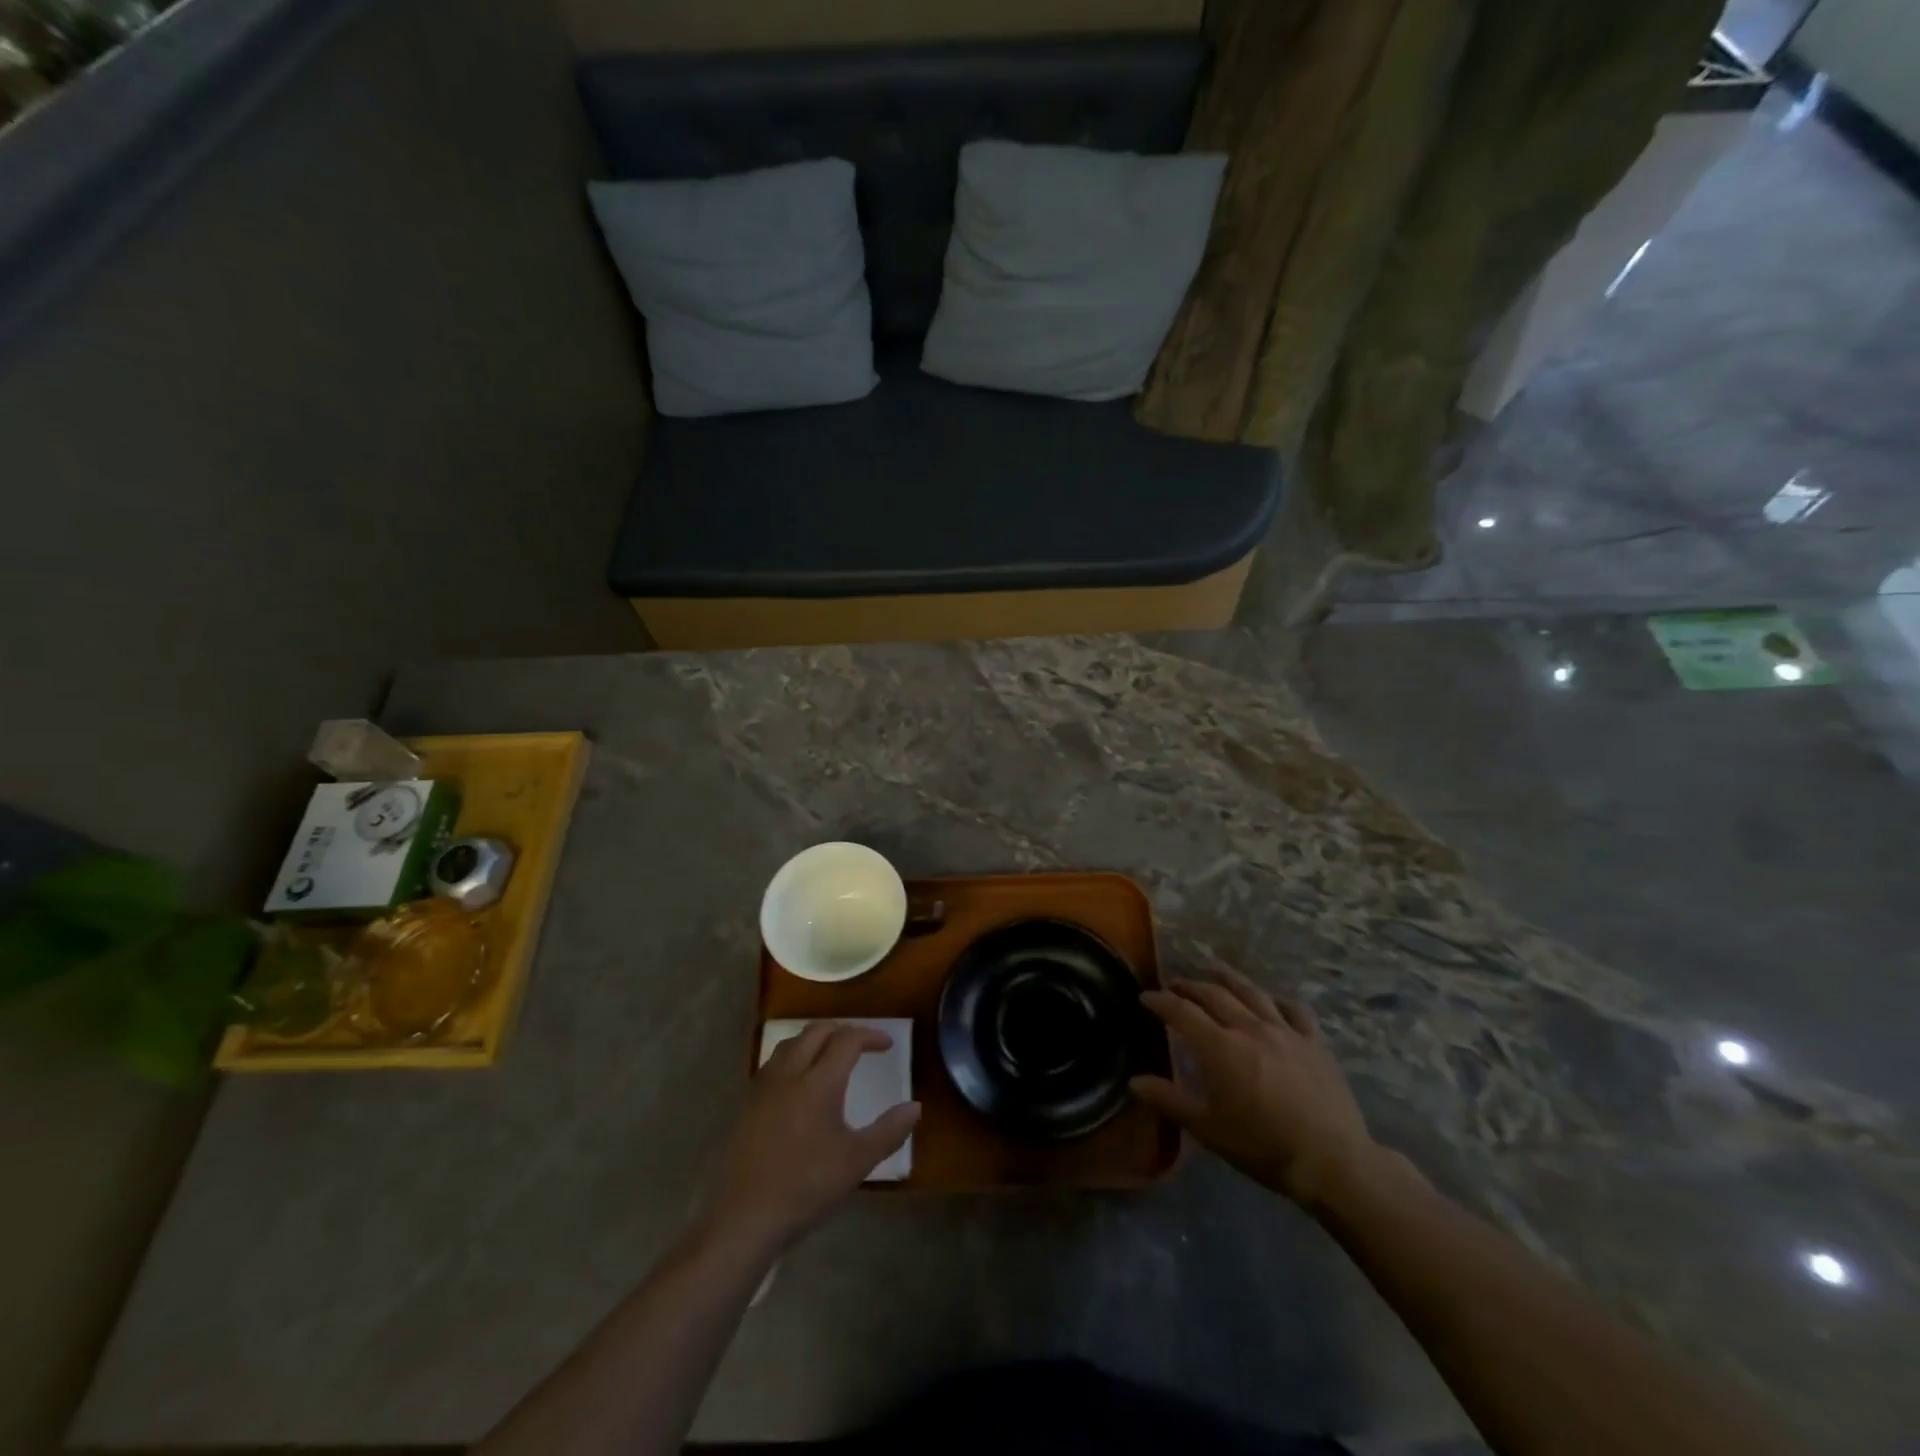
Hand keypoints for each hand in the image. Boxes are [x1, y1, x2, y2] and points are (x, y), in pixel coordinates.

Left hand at [702, 1024, 920, 1255]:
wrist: (745, 1218)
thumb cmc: (806, 1187)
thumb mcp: (857, 1162)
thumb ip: (889, 1131)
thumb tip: (915, 1107)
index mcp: (819, 1082)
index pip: (847, 1040)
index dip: (870, 1036)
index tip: (887, 1045)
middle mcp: (789, 1073)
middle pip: (816, 1031)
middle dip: (842, 1031)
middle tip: (860, 1045)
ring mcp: (763, 1087)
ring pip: (791, 1043)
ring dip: (815, 1040)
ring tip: (830, 1057)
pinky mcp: (746, 1103)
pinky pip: (774, 1063)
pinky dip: (793, 1058)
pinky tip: (798, 1084)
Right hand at [1132, 970, 1380, 1207]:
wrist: (1332, 1161)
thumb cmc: (1263, 1146)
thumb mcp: (1208, 1129)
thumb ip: (1169, 1100)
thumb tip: (1133, 1081)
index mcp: (1219, 1047)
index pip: (1181, 1012)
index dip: (1160, 1001)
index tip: (1145, 997)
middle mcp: (1249, 1027)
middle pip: (1214, 995)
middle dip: (1189, 986)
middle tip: (1174, 985)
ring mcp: (1285, 1031)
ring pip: (1252, 992)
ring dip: (1228, 978)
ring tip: (1214, 970)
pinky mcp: (1314, 1042)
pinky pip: (1295, 1010)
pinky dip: (1278, 1001)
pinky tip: (1272, 1001)